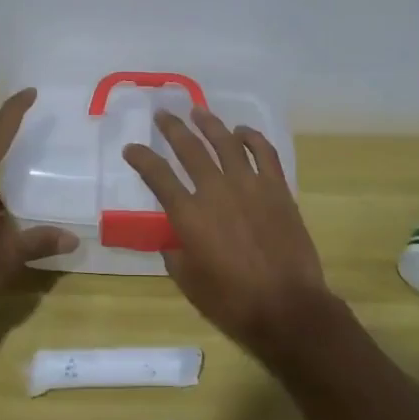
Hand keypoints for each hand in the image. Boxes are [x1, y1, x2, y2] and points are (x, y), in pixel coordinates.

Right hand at [123, 108, 335, 362]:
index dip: (141, 158)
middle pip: (189, 148)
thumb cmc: (233, 303)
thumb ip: (175, 255)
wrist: (288, 308)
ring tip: (198, 111)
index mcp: (189, 215)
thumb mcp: (189, 283)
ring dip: (209, 123)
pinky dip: (252, 137)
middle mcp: (215, 191)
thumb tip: (173, 239)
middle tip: (162, 114)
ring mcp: (249, 185)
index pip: (157, 176)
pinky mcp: (277, 188)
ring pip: (225, 142)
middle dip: (172, 128)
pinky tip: (241, 131)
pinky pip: (263, 152)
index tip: (131, 148)